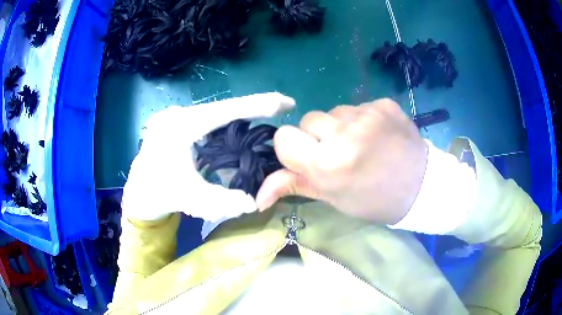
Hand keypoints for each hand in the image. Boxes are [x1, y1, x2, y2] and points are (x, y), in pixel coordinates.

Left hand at [122, 92, 294, 221]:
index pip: (226, 110)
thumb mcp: (193, 200)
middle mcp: (178, 115)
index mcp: (180, 127)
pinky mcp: (176, 122)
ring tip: (266, 118)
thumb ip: (224, 202)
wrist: (139, 192)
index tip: (286, 102)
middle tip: (282, 109)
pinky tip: (239, 129)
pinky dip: (227, 123)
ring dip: (240, 116)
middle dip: (253, 109)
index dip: (259, 104)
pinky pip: (208, 119)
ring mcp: (176, 116)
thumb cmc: (161, 195)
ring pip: (216, 113)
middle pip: (223, 108)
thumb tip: (254, 203)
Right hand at [256, 98, 427, 223]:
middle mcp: (343, 134)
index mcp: (327, 164)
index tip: (311, 159)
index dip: (294, 150)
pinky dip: (362, 119)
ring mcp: (366, 114)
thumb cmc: (374, 200)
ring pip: (333, 111)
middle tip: (341, 155)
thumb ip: (294, 187)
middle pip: (307, 120)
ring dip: (340, 127)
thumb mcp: (333, 198)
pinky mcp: (383, 104)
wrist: (421, 186)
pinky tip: (378, 135)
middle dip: (318, 137)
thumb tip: (258, 197)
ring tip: (363, 145)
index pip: (283, 138)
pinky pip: (357, 106)